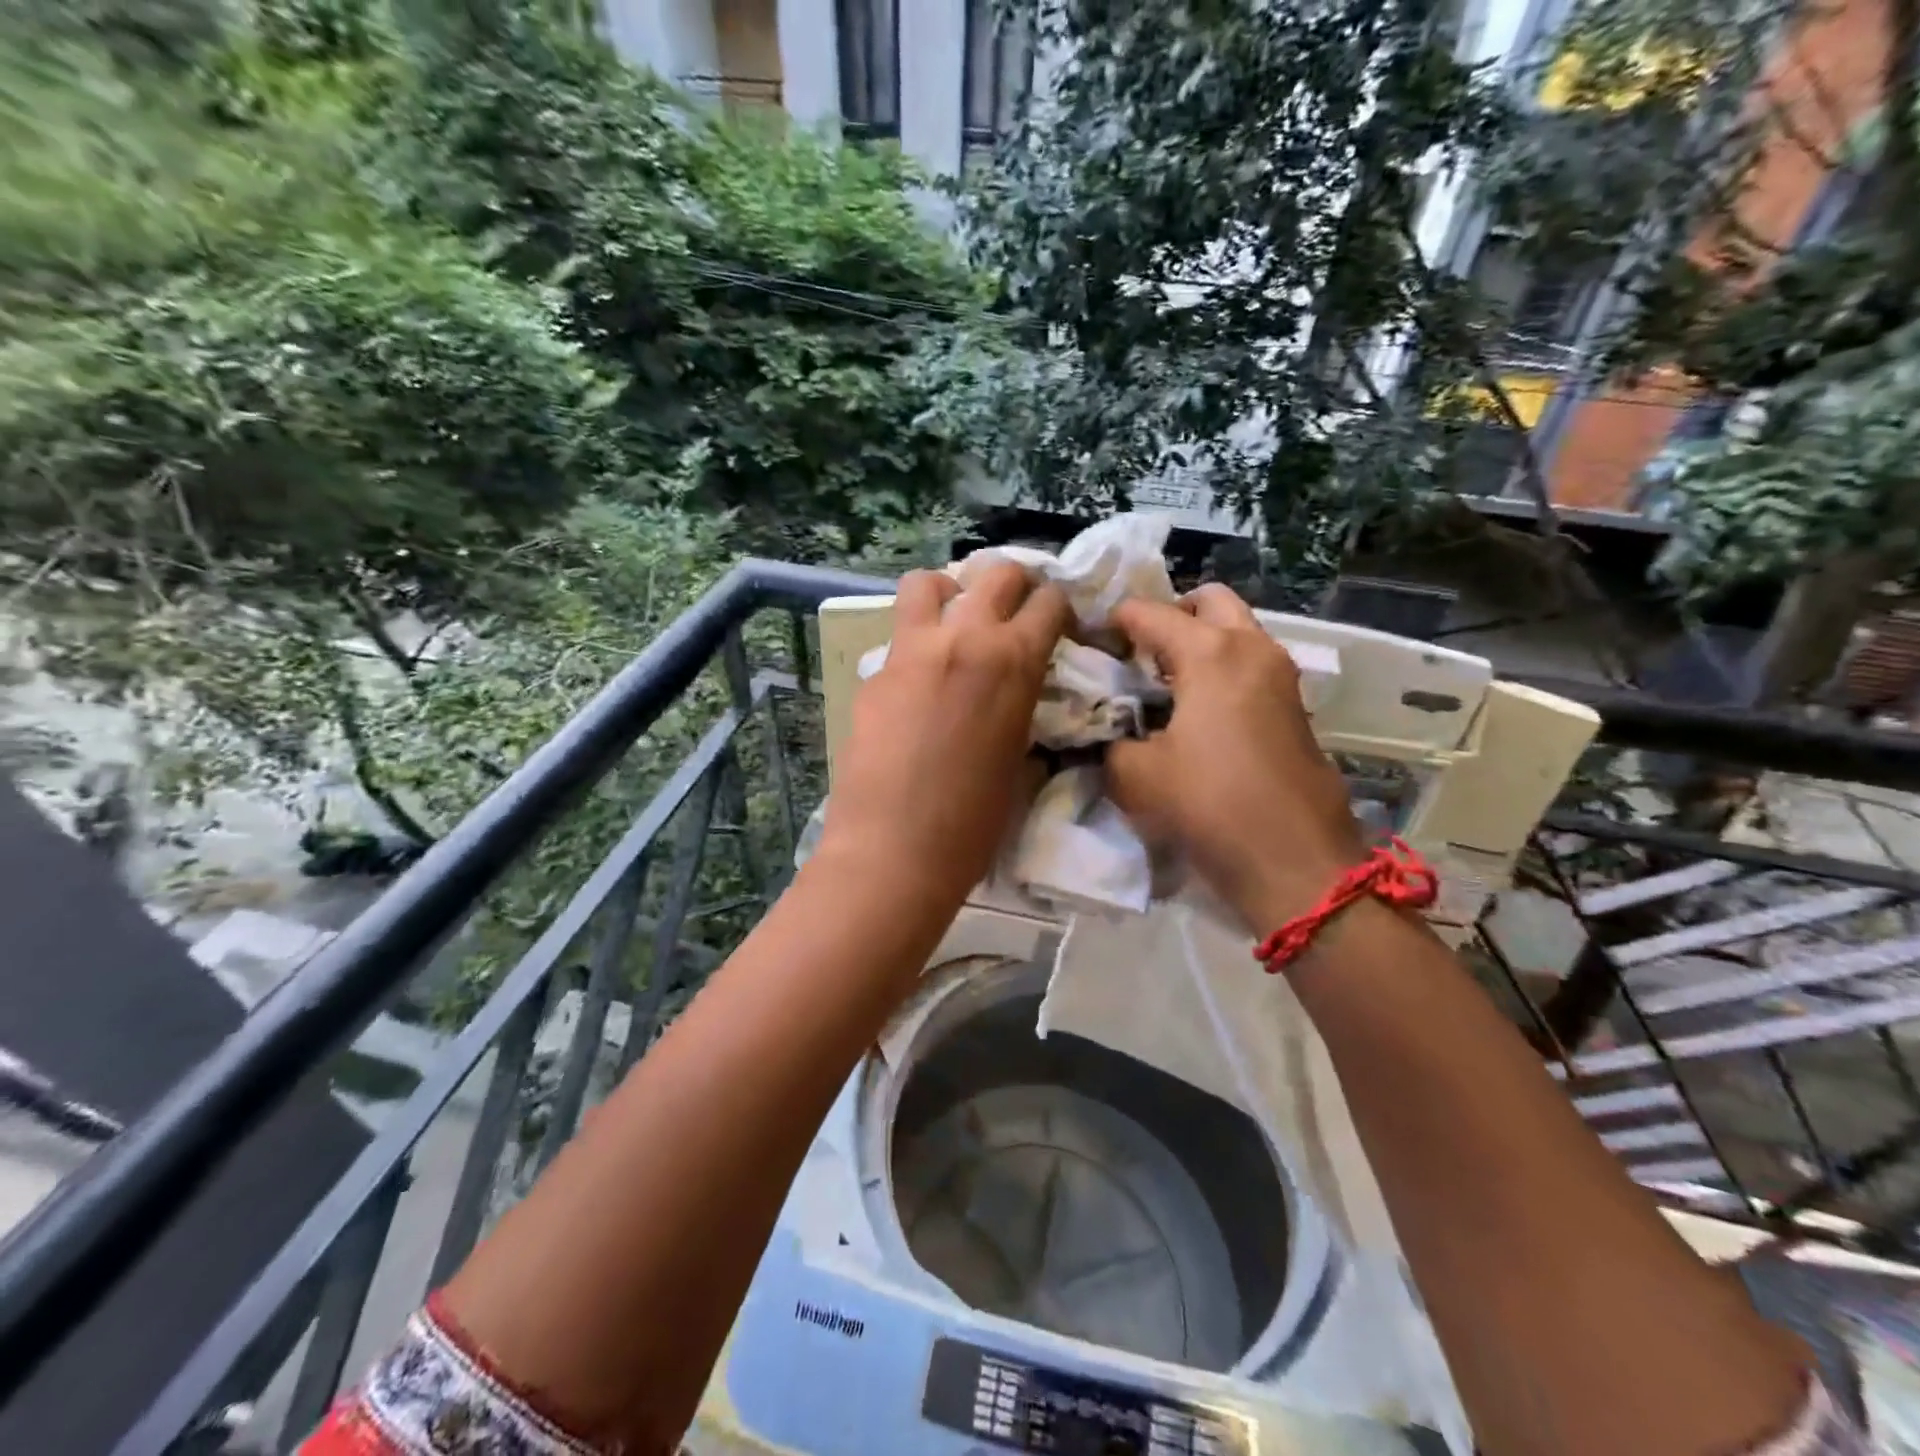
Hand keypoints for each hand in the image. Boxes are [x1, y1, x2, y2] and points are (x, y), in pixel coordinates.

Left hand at [817, 563, 1071, 906]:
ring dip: (950, 592)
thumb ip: (1023, 715)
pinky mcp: (875, 674)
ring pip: (927, 583)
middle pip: (996, 573)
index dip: (1061, 609)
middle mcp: (964, 639)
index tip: (1060, 628)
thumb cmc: (972, 824)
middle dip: (1015, 584)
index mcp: (1014, 662)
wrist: (894, 851)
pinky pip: (899, 636)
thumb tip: (1021, 703)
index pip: (1049, 602)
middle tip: (1015, 613)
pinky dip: (916, 641)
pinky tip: (919, 680)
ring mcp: (911, 652)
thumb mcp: (1020, 765)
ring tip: (955, 622)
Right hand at [1105, 584, 1363, 934]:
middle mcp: (1251, 647)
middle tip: (1140, 652)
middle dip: (1170, 615)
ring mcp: (1280, 674)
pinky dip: (1221, 669)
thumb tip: (1108, 734)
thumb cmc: (1209, 804)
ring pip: (1237, 630)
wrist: (1294, 859)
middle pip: (1209, 600)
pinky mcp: (1293, 705)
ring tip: (1163, 684)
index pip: (1148, 613)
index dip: (1112, 623)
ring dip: (1200, 642)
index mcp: (1209, 652)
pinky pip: (1250, 663)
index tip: (1088, 644)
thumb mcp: (1135, 776)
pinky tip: (1195, 712)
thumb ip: (1110, 743)